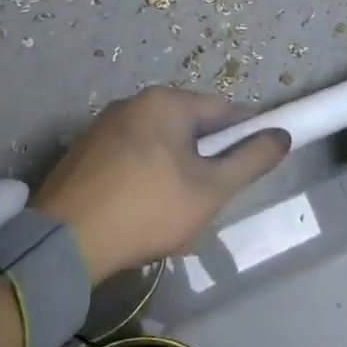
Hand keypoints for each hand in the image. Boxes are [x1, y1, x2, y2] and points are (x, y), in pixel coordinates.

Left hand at [31, 87, 290, 281]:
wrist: (63, 244)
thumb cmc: (147, 209)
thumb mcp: (210, 190)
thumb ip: (251, 160)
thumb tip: (283, 135)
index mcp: (166, 102)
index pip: (223, 111)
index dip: (246, 136)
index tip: (258, 162)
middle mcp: (134, 103)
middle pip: (189, 128)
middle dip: (205, 162)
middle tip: (211, 200)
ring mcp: (103, 126)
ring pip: (160, 145)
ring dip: (175, 172)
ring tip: (173, 215)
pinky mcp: (83, 153)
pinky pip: (130, 158)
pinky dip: (144, 178)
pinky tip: (140, 213)